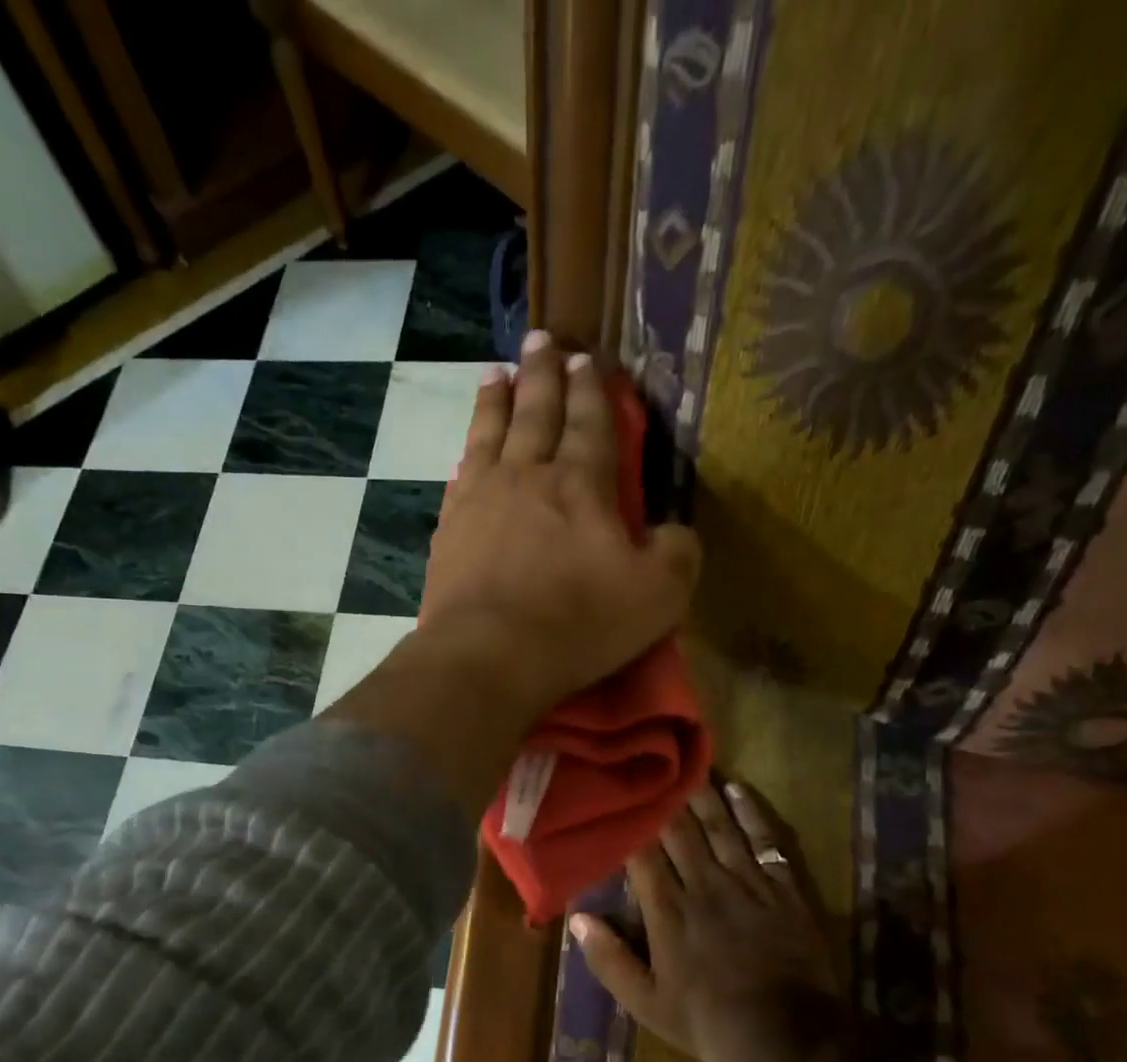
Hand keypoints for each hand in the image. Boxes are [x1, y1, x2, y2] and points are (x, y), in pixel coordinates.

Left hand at [417, 331, 700, 718]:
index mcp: (582, 484)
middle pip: (536, 412)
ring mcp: (481, 499)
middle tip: (540, 341)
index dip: (590, 390)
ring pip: (490, 432)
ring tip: (498, 373)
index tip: (585, 358)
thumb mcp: (657, 595)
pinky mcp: (449, 529)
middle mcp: (528, 476)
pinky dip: (468, 449)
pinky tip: (468, 446)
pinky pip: (460, 473)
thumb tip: (674, 531)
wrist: (489, 655)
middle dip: (542, 374)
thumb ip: (677, 553)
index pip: (590, 423)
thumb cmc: (578, 624)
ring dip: (497, 399)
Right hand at [571, 782, 844, 1061]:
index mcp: (668, 911)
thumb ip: (610, 960)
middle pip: (680, 831)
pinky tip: (739, 790)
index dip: (629, 824)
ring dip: (703, 795)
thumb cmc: (711, 1021)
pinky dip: (752, 813)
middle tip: (650, 765)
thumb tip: (577, 917)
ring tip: (688, 765)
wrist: (791, 1036)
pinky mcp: (783, 888)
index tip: (615, 796)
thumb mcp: (648, 1004)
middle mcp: (704, 885)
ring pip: (719, 827)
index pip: (642, 855)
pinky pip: (765, 840)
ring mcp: (747, 882)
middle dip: (663, 798)